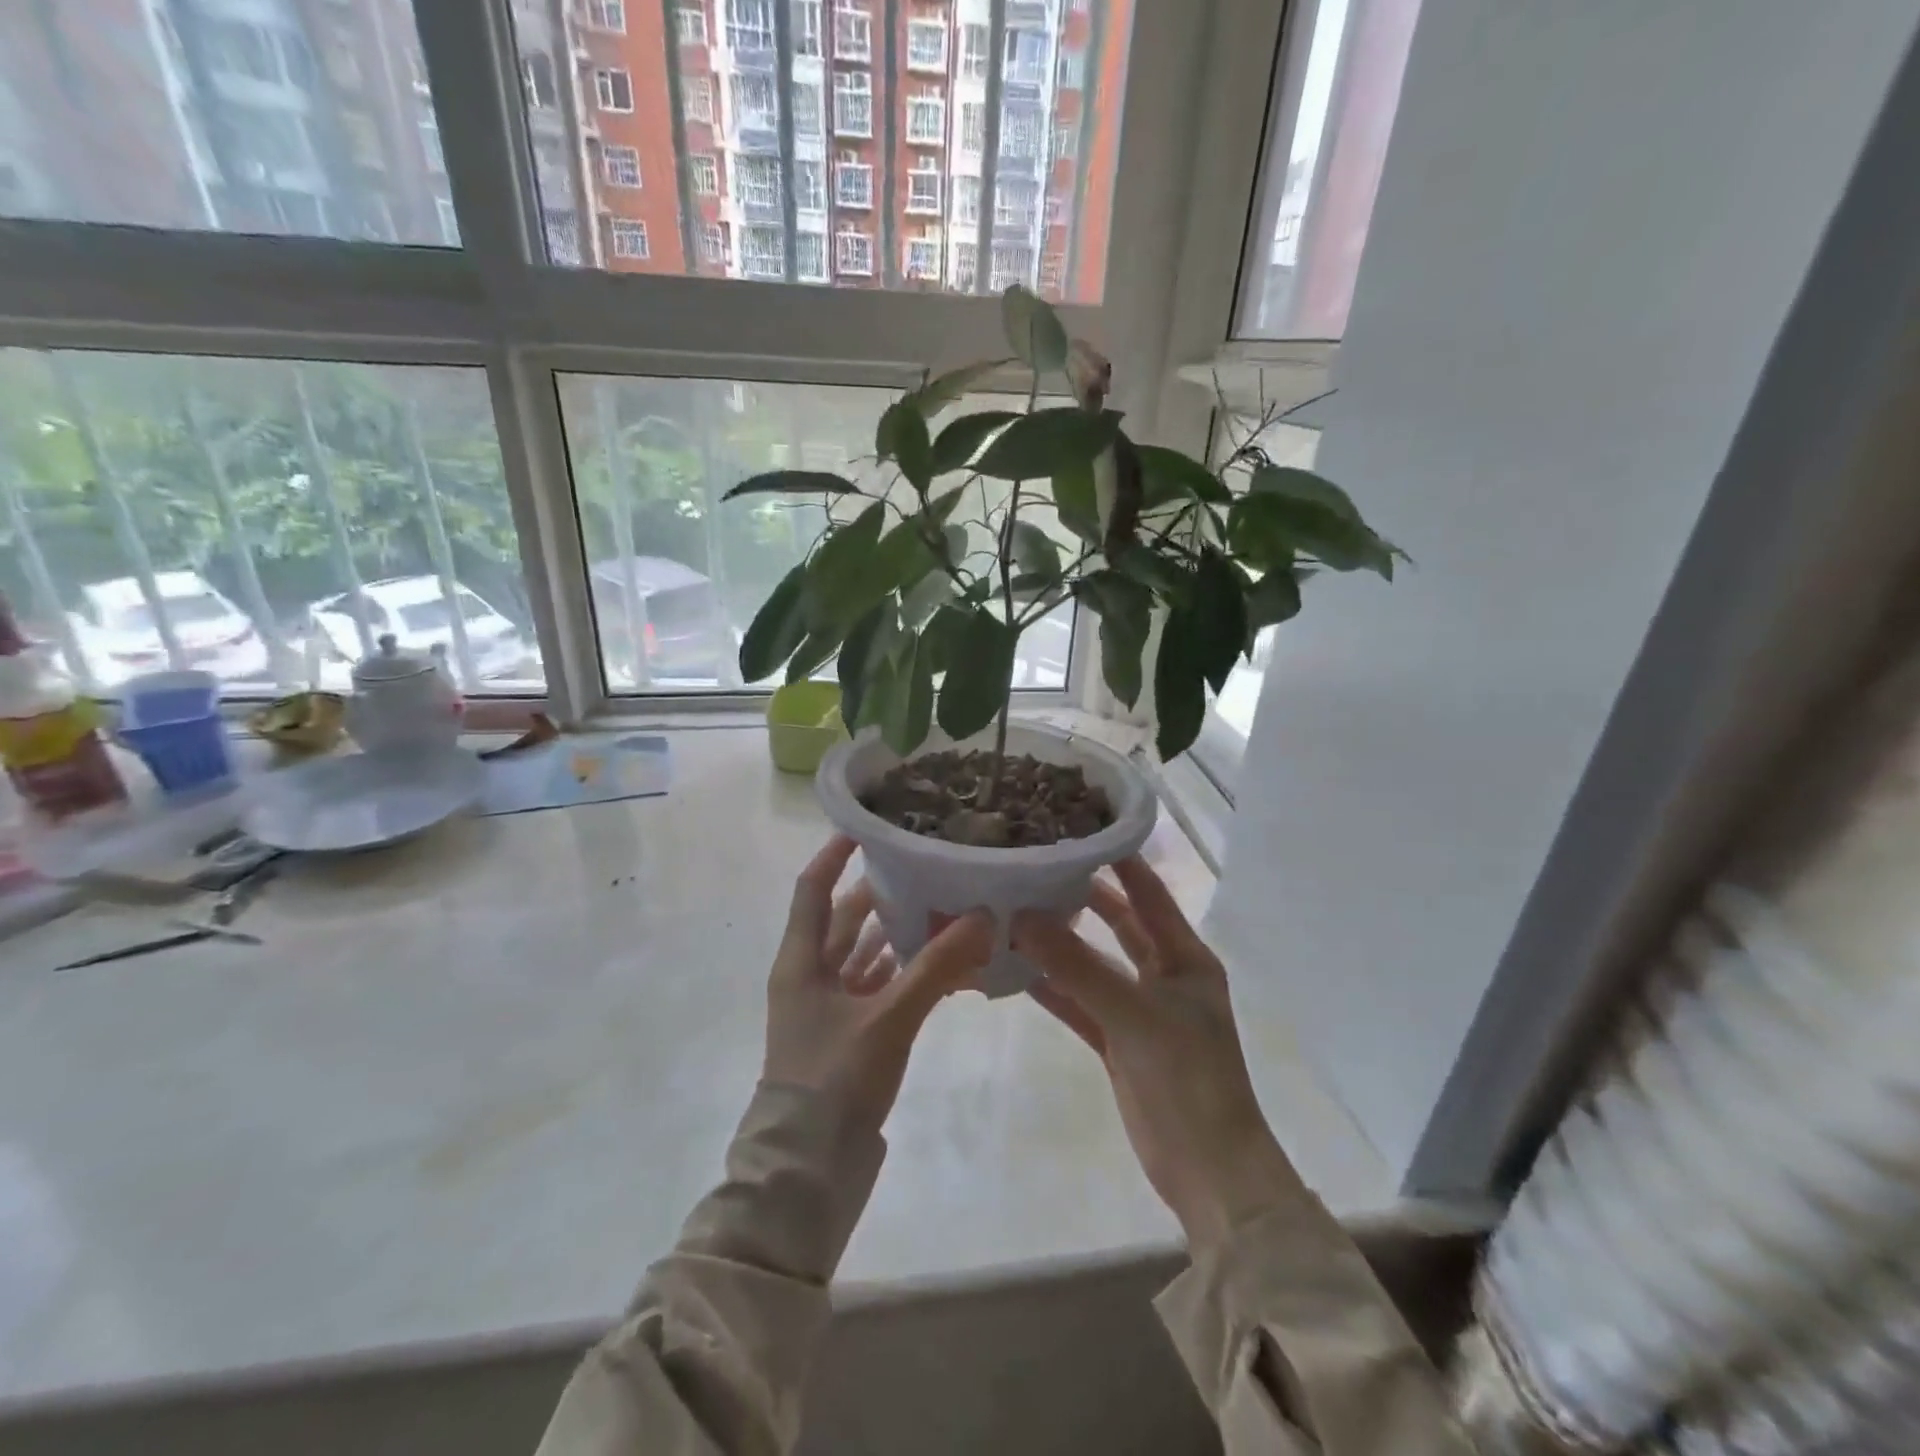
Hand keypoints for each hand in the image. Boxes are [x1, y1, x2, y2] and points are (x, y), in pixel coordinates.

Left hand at [764, 835, 992, 1134]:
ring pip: (865, 953)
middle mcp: (811, 975)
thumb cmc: (834, 1080)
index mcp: (801, 960)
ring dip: (899, 932)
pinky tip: (944, 963)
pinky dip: (905, 972)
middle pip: (846, 918)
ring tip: (944, 904)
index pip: (813, 888)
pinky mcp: (849, 1033)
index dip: (835, 853)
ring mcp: (829, 1006)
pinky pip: (879, 987)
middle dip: (883, 891)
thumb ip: (936, 966)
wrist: (808, 1170)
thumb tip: (983, 915)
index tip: (870, 824)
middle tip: (928, 863)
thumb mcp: (888, 1018)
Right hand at [1013, 858, 1306, 1255]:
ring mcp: (1140, 1011)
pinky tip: (1017, 971)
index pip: (1150, 893)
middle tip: (1038, 869)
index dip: (1120, 860)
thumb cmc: (1187, 1077)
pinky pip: (1081, 1004)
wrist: (1208, 1171)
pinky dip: (1054, 988)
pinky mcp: (1119, 1043)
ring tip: (1018, 913)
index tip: (1079, 829)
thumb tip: (1021, 916)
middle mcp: (1165, 976)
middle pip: (1120, 925)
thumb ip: (1076, 965)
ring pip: (1095, 964)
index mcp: (1186, 958)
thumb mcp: (1133, 1014)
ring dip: (1062, 945)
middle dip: (1084, 899)